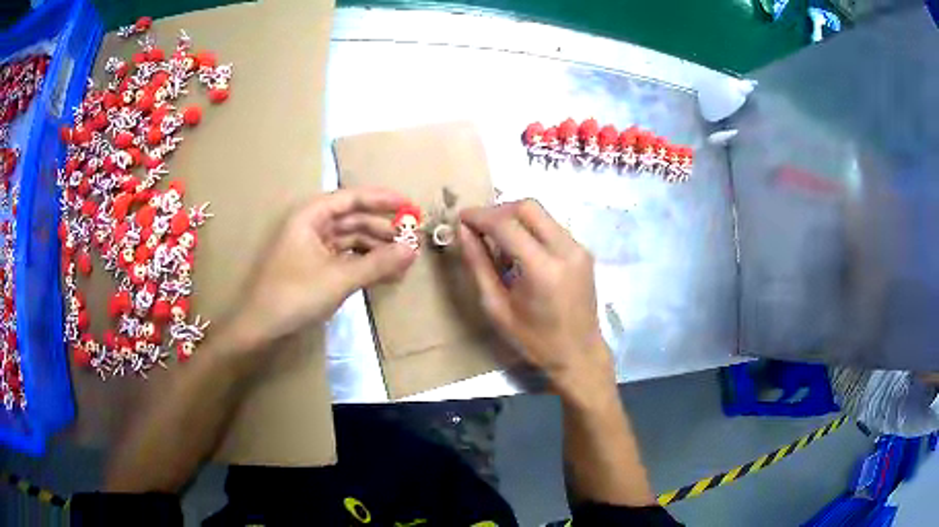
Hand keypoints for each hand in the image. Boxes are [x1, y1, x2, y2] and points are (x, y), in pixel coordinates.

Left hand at [233, 187, 416, 348]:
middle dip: (383, 230)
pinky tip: (384, 274)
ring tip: (403, 262)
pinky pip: (344, 258)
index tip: (411, 207)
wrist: (260, 329)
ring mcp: (312, 248)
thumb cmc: (294, 295)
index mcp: (311, 216)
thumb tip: (413, 249)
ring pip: (351, 240)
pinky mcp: (314, 268)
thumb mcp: (339, 278)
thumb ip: (378, 263)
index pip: (352, 198)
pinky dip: (364, 264)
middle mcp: (311, 226)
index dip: (383, 200)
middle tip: (413, 241)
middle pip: (353, 219)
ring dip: (376, 249)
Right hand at [459, 199, 614, 398]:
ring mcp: (579, 248)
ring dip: (514, 219)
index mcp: (544, 269)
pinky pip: (551, 226)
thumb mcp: (497, 307)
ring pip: (541, 213)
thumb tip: (463, 230)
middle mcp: (566, 250)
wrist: (579, 354)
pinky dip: (530, 229)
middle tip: (478, 228)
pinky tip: (520, 252)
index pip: (507, 224)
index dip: (480, 216)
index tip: (461, 218)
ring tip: (497, 243)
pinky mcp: (583, 251)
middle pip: (528, 206)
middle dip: (498, 211)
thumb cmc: (535, 340)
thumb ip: (479, 265)